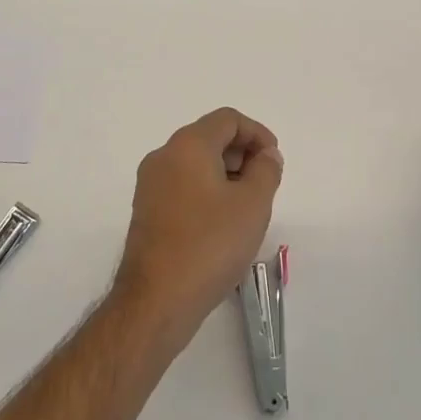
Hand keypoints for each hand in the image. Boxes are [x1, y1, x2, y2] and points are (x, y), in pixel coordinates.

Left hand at [111, 108, 283, 351]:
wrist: (156, 300)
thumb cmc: (210, 244)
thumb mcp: (252, 204)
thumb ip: (266, 171)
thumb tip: (267, 155)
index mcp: (188, 145)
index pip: (227, 119)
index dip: (257, 133)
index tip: (274, 161)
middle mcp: (164, 156)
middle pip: (209, 137)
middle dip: (242, 153)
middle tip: (264, 184)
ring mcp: (150, 184)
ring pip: (195, 163)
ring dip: (225, 174)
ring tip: (247, 207)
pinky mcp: (146, 210)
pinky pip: (182, 185)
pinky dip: (206, 191)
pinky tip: (222, 223)